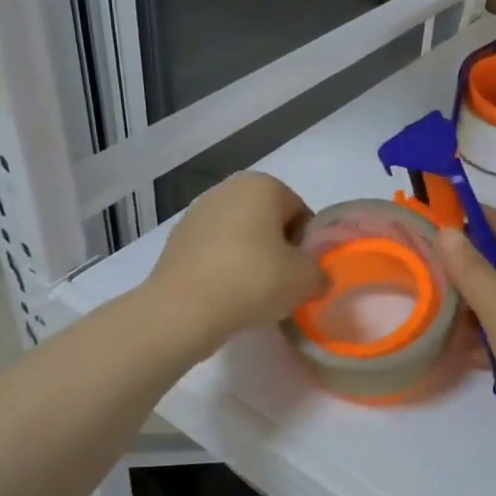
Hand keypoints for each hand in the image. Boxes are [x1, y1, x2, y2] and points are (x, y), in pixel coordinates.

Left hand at [149, 172, 326, 357]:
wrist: (183, 310)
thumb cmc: (253, 280)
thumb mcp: (306, 280)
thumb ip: (320, 273)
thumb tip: (314, 278)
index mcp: (261, 185)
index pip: (300, 213)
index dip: (307, 245)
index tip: (302, 274)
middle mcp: (227, 189)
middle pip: (268, 222)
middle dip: (278, 250)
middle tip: (282, 285)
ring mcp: (196, 213)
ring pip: (240, 237)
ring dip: (251, 260)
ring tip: (253, 295)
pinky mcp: (176, 241)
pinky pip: (215, 253)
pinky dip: (225, 270)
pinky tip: (227, 297)